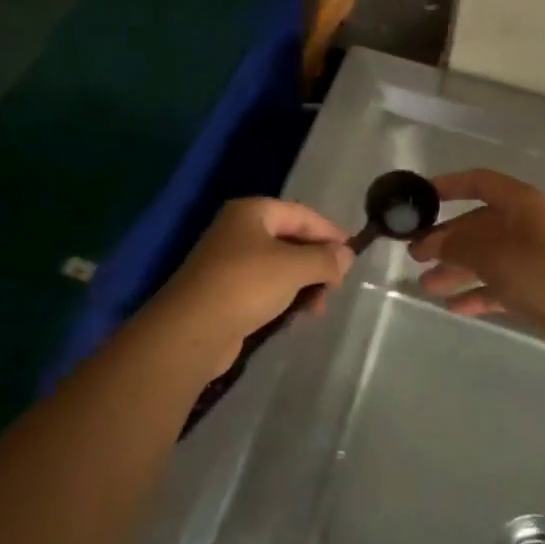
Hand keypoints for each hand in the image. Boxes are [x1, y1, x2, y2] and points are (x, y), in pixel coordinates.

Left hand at [146, 198, 351, 373]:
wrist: (191, 331)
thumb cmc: (245, 285)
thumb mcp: (293, 267)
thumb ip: (324, 259)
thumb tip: (346, 255)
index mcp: (252, 212)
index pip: (301, 214)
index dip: (329, 232)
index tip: (353, 253)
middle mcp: (239, 230)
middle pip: (290, 239)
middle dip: (316, 262)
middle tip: (335, 286)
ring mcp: (228, 261)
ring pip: (279, 266)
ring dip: (302, 283)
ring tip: (317, 308)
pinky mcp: (224, 291)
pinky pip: (264, 287)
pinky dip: (283, 297)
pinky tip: (295, 316)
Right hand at [409, 169, 544, 354]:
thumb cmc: (540, 272)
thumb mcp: (492, 253)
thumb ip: (457, 245)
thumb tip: (433, 242)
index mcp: (521, 204)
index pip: (480, 183)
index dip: (451, 185)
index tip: (422, 196)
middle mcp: (527, 226)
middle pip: (478, 225)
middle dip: (446, 240)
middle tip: (414, 254)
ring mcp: (533, 258)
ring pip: (486, 258)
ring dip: (456, 269)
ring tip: (425, 285)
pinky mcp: (536, 289)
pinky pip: (498, 285)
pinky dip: (476, 293)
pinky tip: (453, 306)